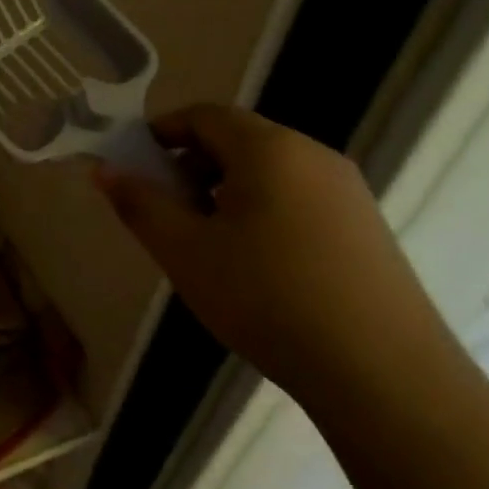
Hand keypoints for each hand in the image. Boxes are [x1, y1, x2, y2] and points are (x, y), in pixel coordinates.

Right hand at [93, 104, 458, 412]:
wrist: (384, 374)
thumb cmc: (267, 298)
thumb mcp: (186, 252)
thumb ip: (140, 204)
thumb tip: (105, 170)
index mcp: (269, 148)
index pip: (204, 115)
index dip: (161, 133)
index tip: (134, 167)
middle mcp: (313, 154)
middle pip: (238, 140)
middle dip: (192, 166)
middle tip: (167, 213)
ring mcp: (347, 190)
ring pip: (269, 171)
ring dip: (226, 191)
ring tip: (209, 244)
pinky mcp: (366, 226)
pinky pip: (299, 197)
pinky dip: (263, 211)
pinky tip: (258, 265)